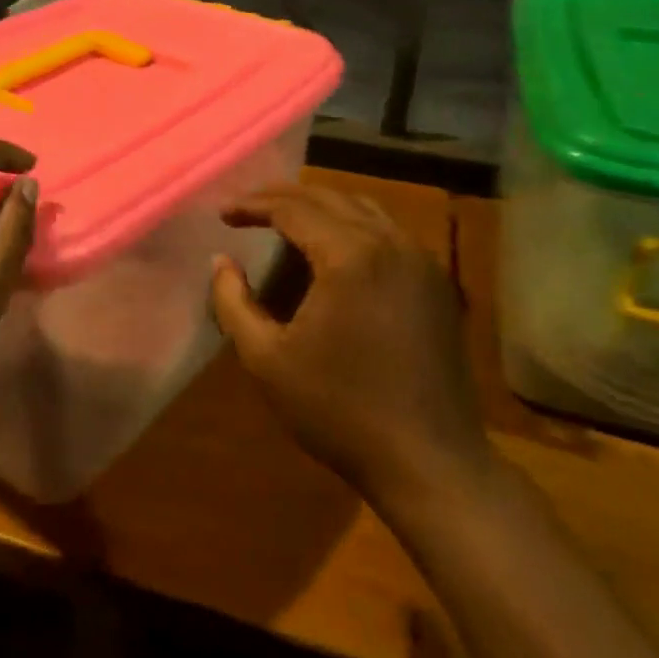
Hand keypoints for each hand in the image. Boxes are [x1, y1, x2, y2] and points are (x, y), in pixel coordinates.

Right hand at [210, 183, 492, 512]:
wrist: (430, 460)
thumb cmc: (339, 410)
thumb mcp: (267, 360)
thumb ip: (233, 303)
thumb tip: (221, 262)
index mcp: (350, 255)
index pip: (294, 209)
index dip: (254, 205)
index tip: (224, 213)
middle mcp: (391, 243)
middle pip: (331, 198)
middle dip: (285, 197)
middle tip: (249, 207)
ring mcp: (422, 261)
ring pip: (365, 210)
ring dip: (322, 207)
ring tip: (287, 220)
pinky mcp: (438, 284)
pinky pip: (389, 233)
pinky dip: (354, 226)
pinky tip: (335, 250)